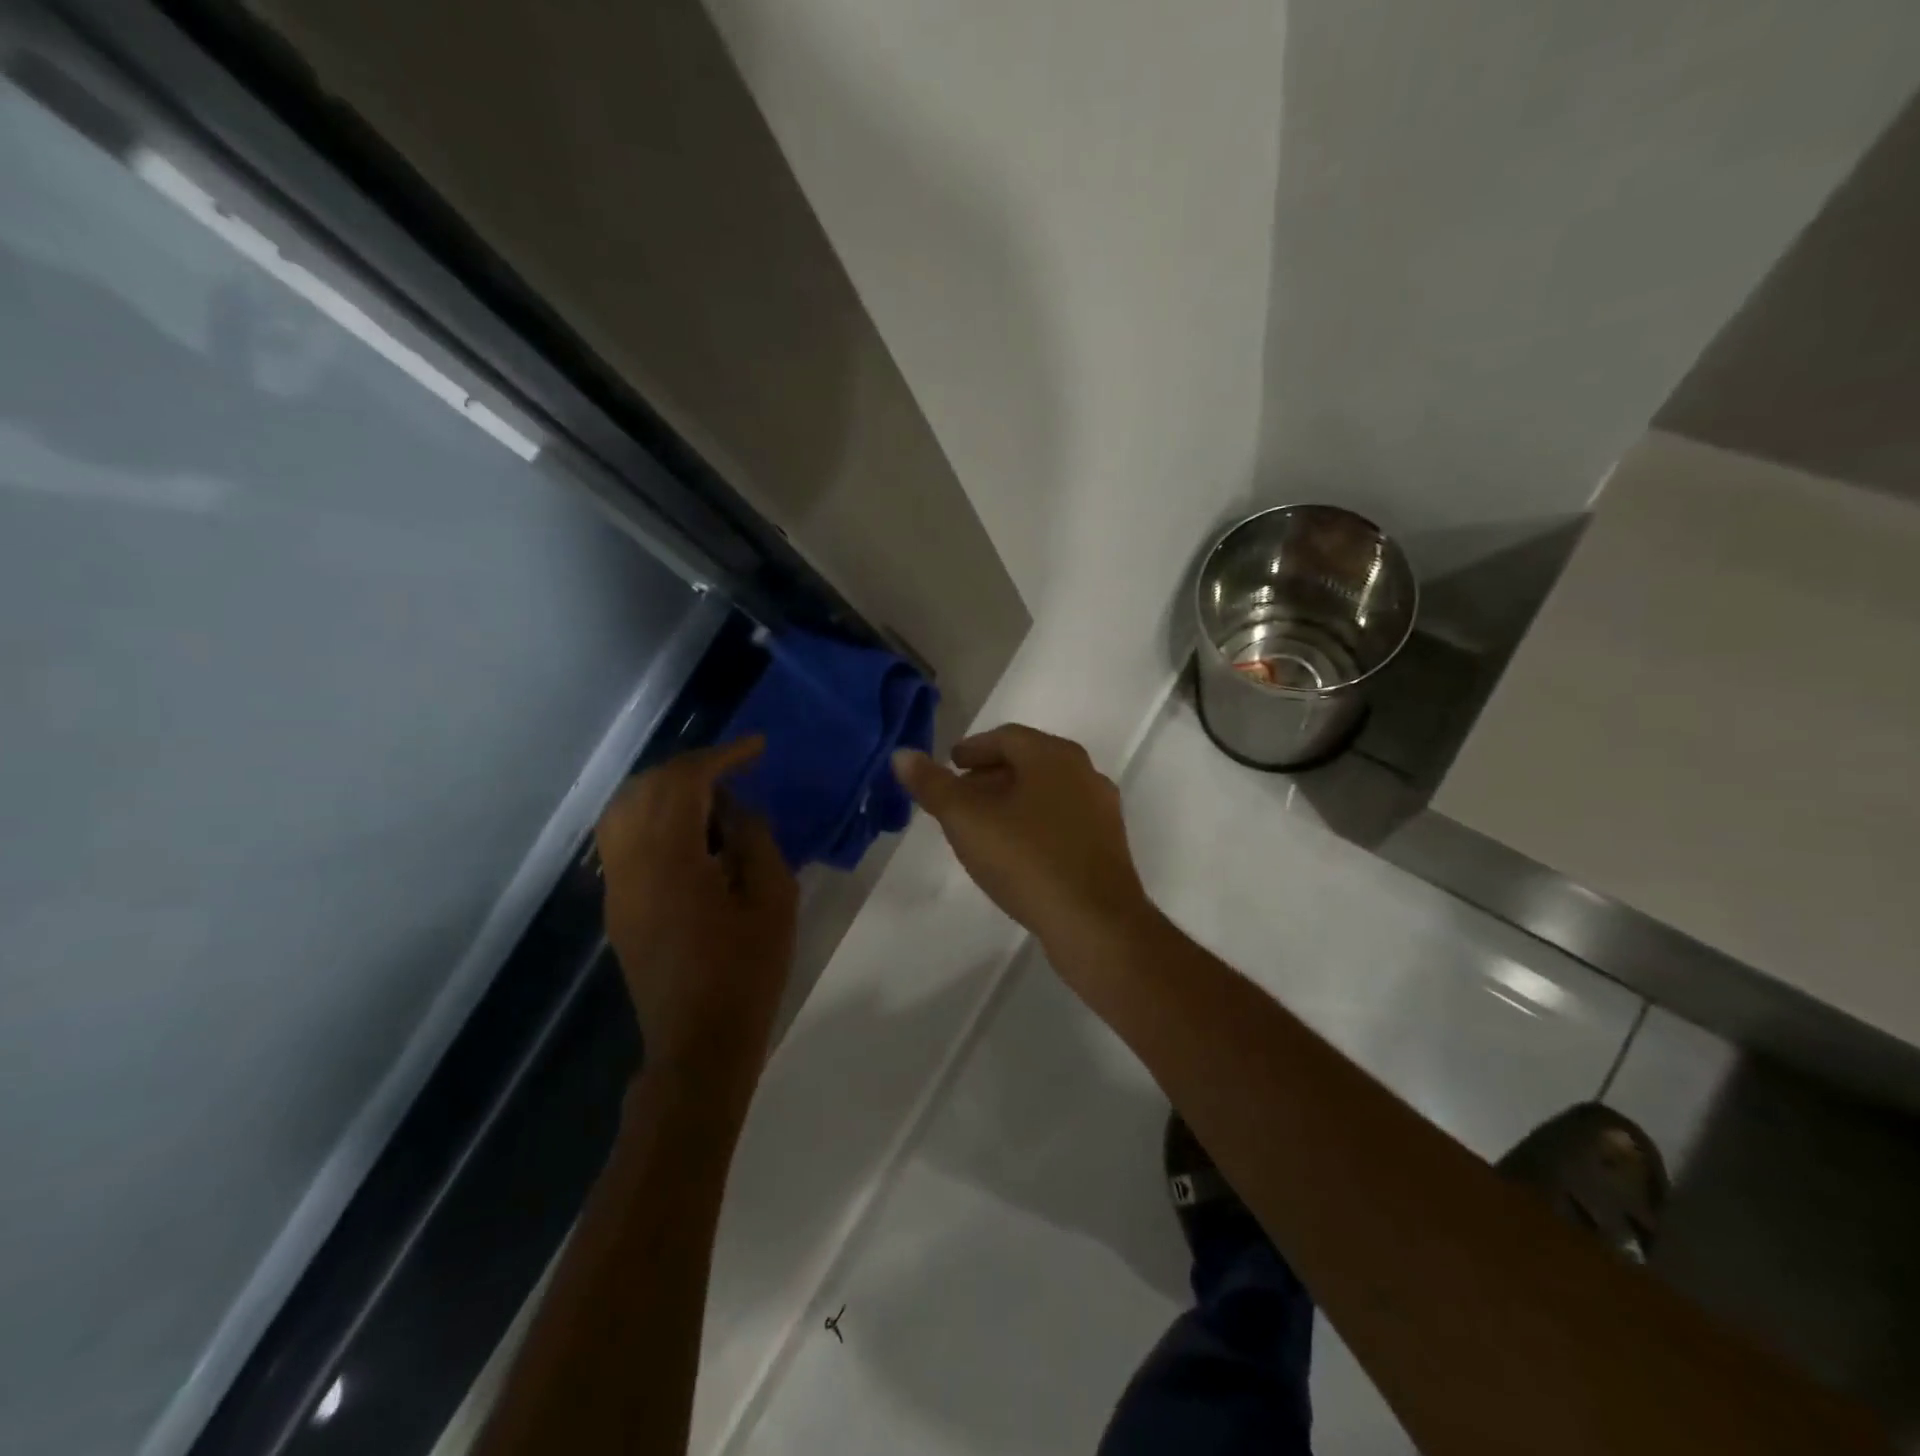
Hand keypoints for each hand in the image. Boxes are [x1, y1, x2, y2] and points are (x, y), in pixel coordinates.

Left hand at [595, 738, 797, 1093]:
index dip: (721, 756)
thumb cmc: (747, 970)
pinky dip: (651, 816)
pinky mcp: (617, 905)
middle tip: (735, 768)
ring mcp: (617, 885)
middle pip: (645, 788)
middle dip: (690, 768)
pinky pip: (622, 838)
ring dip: (664, 789)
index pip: (685, 782)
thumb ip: (755, 840)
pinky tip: (688, 832)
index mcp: (671, 859)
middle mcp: (631, 864)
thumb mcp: (773, 899)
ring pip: (623, 810)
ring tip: (709, 795)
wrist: (699, 1041)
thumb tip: (736, 808)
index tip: (756, 748)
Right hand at [892, 724, 1154, 952]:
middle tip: (960, 794)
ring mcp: (1101, 810)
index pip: (1007, 737)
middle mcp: (1084, 772)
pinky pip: (1062, 819)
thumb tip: (902, 755)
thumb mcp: (967, 820)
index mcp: (1053, 756)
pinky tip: (1016, 851)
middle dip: (991, 774)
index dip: (974, 748)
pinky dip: (1034, 822)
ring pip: (1047, 792)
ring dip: (1012, 800)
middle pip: (1029, 762)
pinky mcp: (1108, 845)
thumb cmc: (1027, 860)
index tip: (951, 764)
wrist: (1095, 923)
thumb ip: (933, 785)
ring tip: (982, 825)